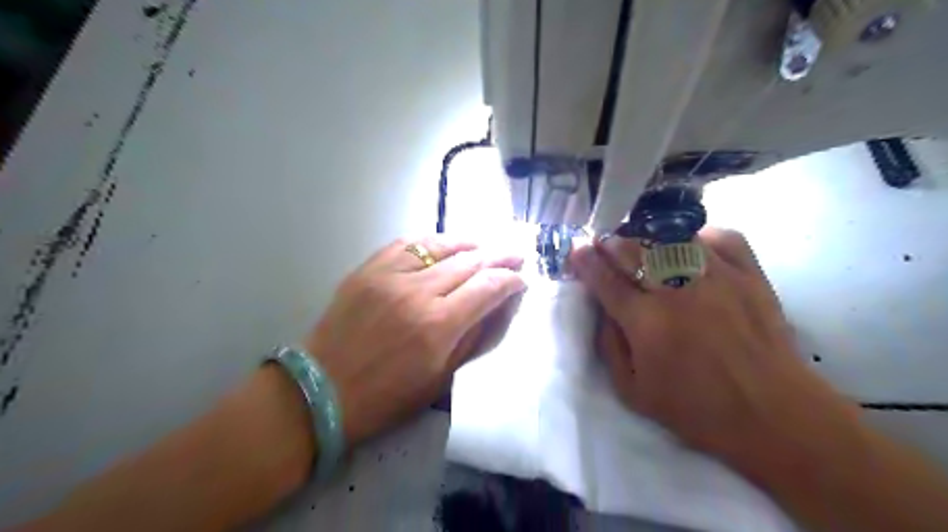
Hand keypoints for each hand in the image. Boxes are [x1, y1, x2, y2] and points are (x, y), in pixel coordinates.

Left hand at [303, 236, 526, 443]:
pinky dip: (432, 242)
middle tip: (515, 255)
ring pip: (441, 246)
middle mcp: (418, 292)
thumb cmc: (387, 397)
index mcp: (438, 326)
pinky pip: (407, 244)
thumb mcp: (441, 379)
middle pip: (470, 262)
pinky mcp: (368, 269)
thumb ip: (474, 337)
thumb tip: (500, 306)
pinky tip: (444, 244)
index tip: (521, 280)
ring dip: (469, 244)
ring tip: (485, 246)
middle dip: (499, 257)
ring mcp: (390, 276)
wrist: (322, 391)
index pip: (488, 288)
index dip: (510, 280)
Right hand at [565, 226, 865, 467]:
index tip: (576, 249)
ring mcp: (717, 277)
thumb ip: (609, 347)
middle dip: (611, 243)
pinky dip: (700, 234)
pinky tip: (689, 244)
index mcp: (646, 322)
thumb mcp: (633, 392)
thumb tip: (604, 310)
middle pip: (634, 251)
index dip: (586, 261)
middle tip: (603, 242)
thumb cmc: (696, 409)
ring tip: (641, 241)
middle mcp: (677, 291)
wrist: (771, 414)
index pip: (606, 280)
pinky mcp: (750, 274)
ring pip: (672, 238)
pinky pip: (720, 237)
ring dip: (648, 236)